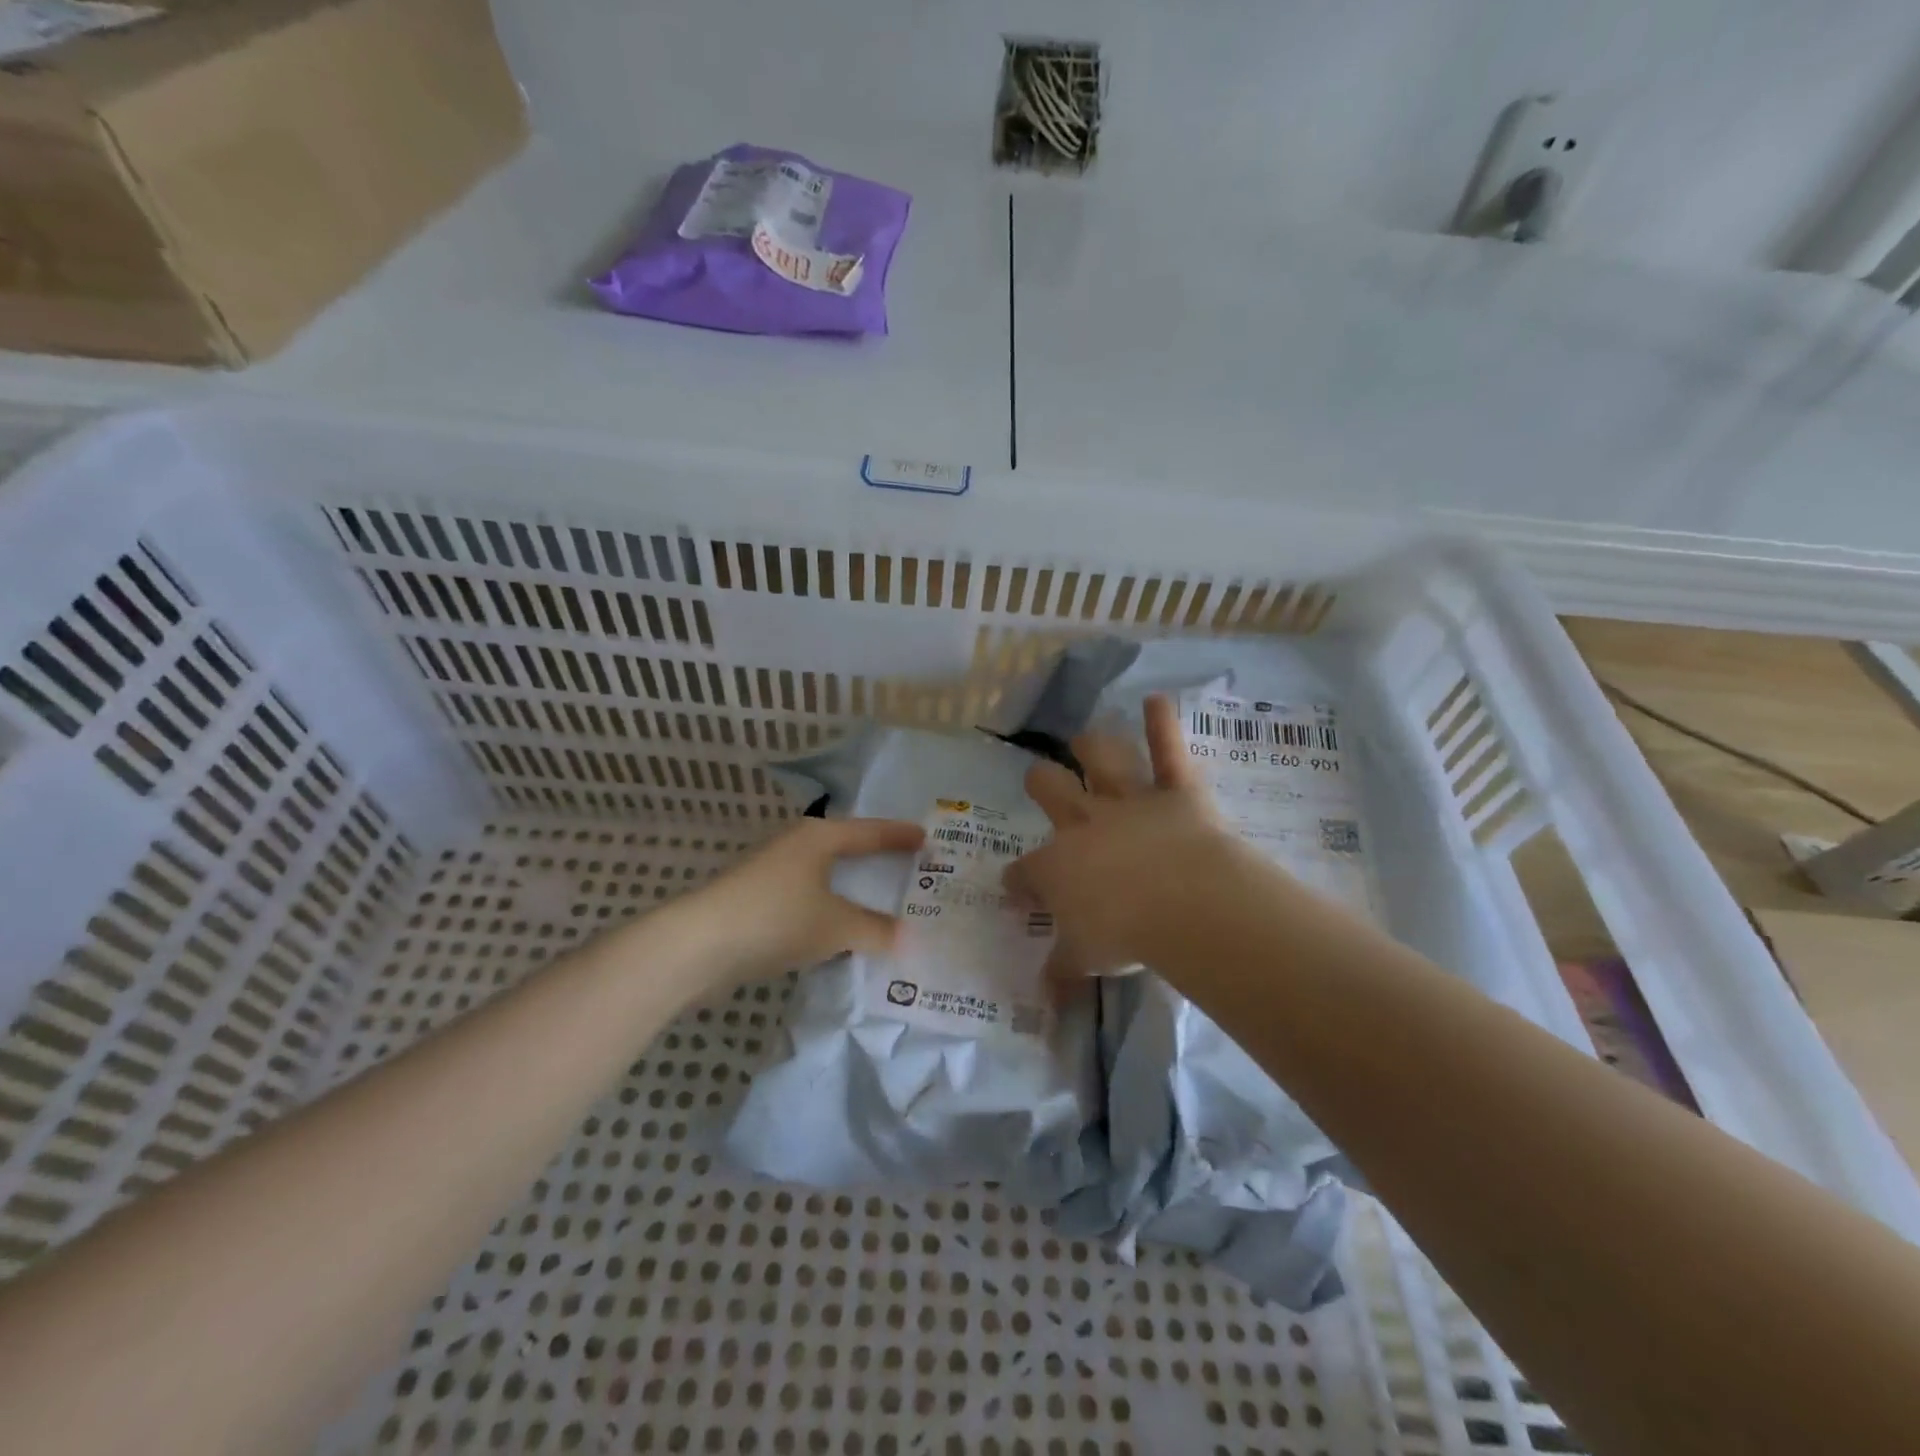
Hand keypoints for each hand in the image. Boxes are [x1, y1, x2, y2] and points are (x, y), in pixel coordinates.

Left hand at [680, 816, 924, 983]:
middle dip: (875, 859)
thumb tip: (906, 937)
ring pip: (824, 876)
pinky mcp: (757, 902)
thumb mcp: (835, 925)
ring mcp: (773, 873)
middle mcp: (796, 846)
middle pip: (845, 849)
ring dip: (850, 889)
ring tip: (880, 901)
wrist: (699, 946)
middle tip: (908, 867)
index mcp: (819, 837)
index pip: (870, 832)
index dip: (899, 836)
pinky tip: (839, 930)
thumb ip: (874, 929)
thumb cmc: (777, 918)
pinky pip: (807, 900)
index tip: (926, 838)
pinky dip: (829, 910)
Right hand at [1006, 695, 1254, 985]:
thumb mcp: (1086, 961)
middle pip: (1049, 789)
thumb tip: (1043, 999)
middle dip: (1042, 784)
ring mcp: (1129, 801)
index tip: (1017, 891)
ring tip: (1089, 740)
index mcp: (1057, 866)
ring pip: (1101, 757)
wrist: (1181, 902)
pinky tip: (1158, 699)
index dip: (1017, 882)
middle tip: (1043, 783)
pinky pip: (1169, 750)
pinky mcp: (1176, 791)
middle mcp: (1084, 823)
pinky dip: (1163, 723)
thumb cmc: (1124, 934)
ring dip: (1094, 745)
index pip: (1024, 872)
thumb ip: (1062, 973)